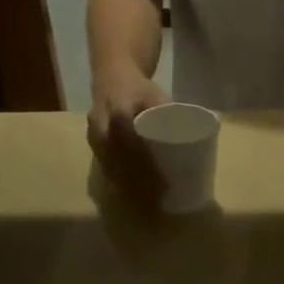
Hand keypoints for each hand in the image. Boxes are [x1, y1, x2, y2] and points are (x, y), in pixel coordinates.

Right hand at [87, 66, 169, 208]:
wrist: (110, 77)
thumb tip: (189, 139)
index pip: (133, 148)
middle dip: (140, 186)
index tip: (165, 184)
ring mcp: (94, 139)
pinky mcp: (94, 147)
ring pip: (112, 170)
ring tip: (150, 205)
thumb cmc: (139, 88)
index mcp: (118, 113)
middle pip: (121, 165)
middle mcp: (102, 129)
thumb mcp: (156, 93)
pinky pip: (106, 169)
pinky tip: (134, 198)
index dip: (148, 169)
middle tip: (161, 202)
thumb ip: (168, 113)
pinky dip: (121, 185)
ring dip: (130, 190)